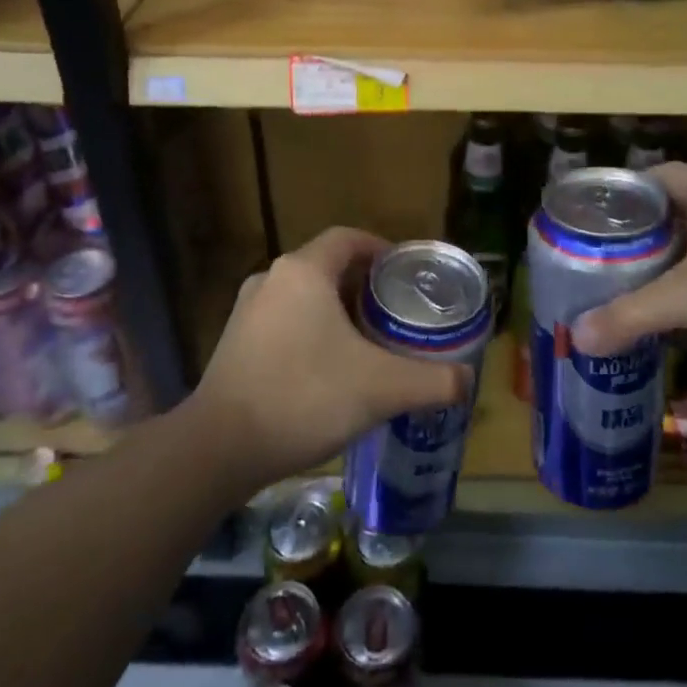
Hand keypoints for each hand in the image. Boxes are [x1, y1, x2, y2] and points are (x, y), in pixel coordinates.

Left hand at [187, 228, 472, 492]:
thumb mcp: (381, 388)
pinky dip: (311, 331)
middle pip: (328, 266)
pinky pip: (283, 320)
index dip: (381, 248)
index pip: (349, 238)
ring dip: (337, 309)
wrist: (220, 448)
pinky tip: (328, 368)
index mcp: (304, 272)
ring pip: (304, 295)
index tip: (407, 273)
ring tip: (369, 340)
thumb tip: (466, 380)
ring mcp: (247, 310)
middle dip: (364, 284)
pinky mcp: (234, 341)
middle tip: (396, 312)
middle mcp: (271, 279)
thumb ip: (433, 381)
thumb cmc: (305, 398)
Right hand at [570, 163, 686, 403]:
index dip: (623, 191)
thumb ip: (630, 315)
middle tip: (582, 266)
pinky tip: (642, 336)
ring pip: (681, 269)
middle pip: (664, 226)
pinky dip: (674, 319)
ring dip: (649, 287)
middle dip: (627, 247)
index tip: (584, 216)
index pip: (658, 177)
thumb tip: (575, 338)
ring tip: (600, 301)